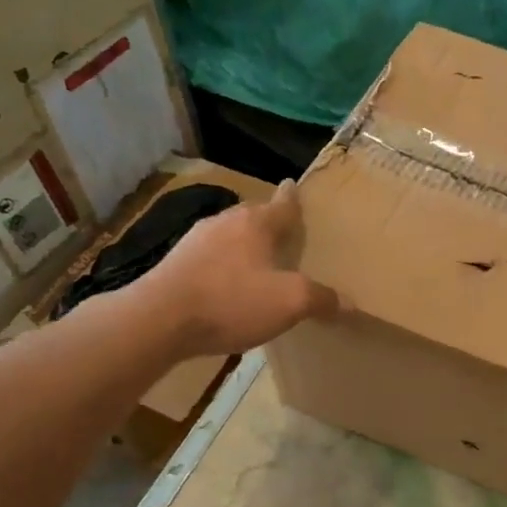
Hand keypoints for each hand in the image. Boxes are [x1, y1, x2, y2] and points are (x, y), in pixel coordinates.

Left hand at [133, 181, 340, 354]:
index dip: (293, 198)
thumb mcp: (290, 302)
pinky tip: (229, 288)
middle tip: (286, 234)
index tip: (294, 186)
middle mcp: (224, 223)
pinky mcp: (175, 265)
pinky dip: (225, 267)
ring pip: (230, 237)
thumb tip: (347, 303)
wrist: (158, 321)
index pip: (282, 204)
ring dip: (245, 246)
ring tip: (260, 262)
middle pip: (253, 217)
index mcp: (255, 223)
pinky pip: (211, 259)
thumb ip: (321, 299)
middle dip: (269, 223)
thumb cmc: (231, 301)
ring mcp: (194, 243)